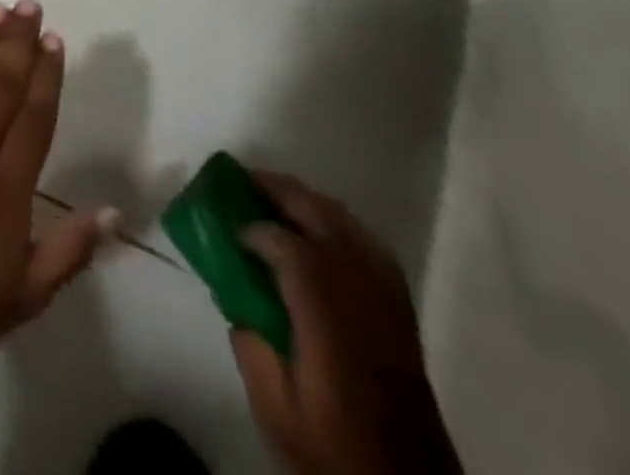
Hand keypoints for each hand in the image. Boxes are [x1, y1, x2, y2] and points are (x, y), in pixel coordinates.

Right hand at [230, 170, 462, 474]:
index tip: (228, 228)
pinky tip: (318, 229)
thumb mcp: (277, 412)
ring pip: (349, 225)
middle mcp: (363, 300)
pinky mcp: (402, 315)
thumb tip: (237, 299)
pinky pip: (369, 247)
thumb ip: (250, 348)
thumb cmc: (336, 454)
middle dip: (280, 191)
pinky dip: (338, 224)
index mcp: (329, 323)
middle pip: (324, 220)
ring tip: (274, 196)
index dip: (256, 229)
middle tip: (242, 181)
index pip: (292, 249)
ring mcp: (389, 303)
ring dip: (309, 202)